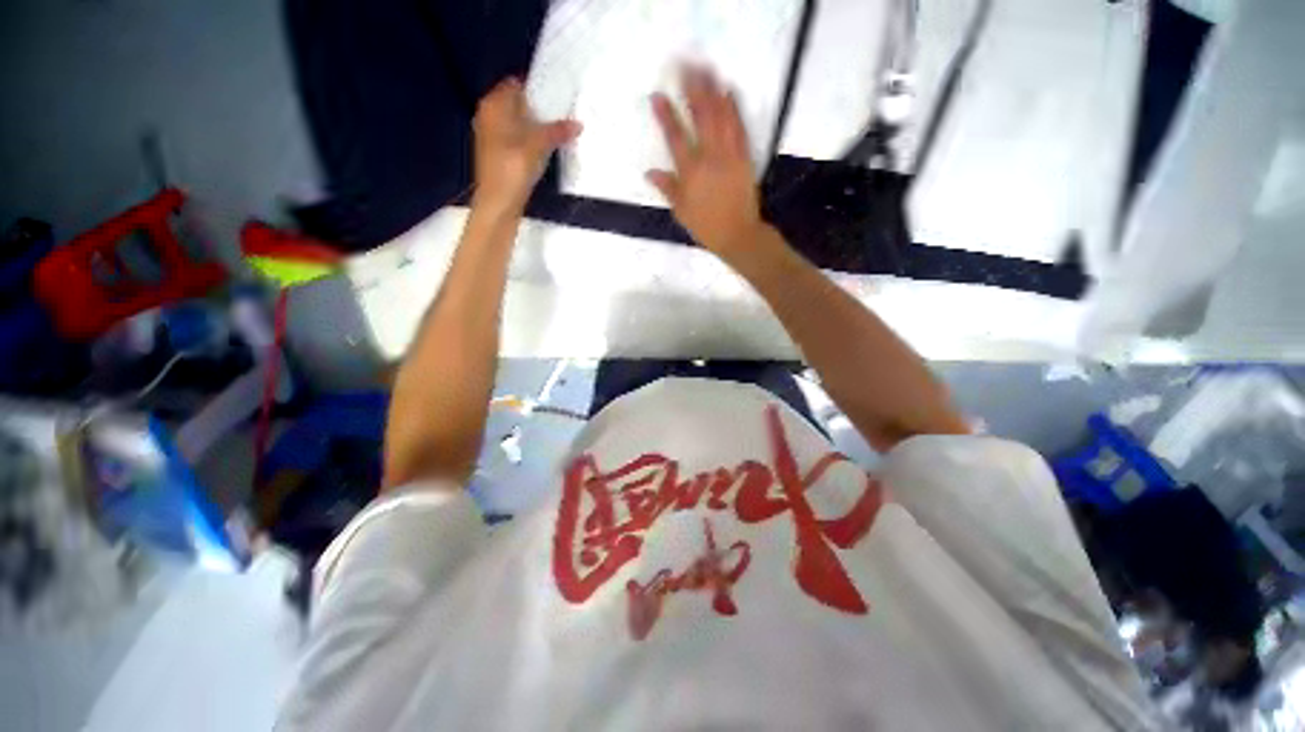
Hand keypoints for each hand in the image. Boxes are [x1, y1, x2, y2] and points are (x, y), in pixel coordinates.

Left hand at [472, 77, 580, 216]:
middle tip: (563, 115)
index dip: (537, 89)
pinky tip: (546, 151)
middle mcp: (489, 116)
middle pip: (517, 105)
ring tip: (559, 132)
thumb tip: (577, 124)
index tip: (558, 96)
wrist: (499, 203)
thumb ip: (558, 131)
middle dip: (539, 110)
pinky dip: (531, 142)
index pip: (516, 85)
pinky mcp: (499, 156)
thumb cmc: (513, 168)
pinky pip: (517, 140)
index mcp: (493, 105)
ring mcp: (492, 137)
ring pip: (518, 124)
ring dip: (536, 128)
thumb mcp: (539, 145)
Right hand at [647, 67, 767, 263]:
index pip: (675, 137)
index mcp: (690, 173)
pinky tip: (730, 92)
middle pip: (700, 117)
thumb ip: (667, 189)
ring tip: (706, 69)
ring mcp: (730, 155)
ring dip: (713, 91)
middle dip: (692, 90)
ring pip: (721, 117)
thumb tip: (649, 172)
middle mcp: (710, 158)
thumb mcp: (681, 212)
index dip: (665, 115)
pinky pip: (740, 128)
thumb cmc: (706, 226)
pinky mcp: (745, 157)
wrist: (738, 234)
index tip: (657, 95)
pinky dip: (735, 109)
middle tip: (684, 67)